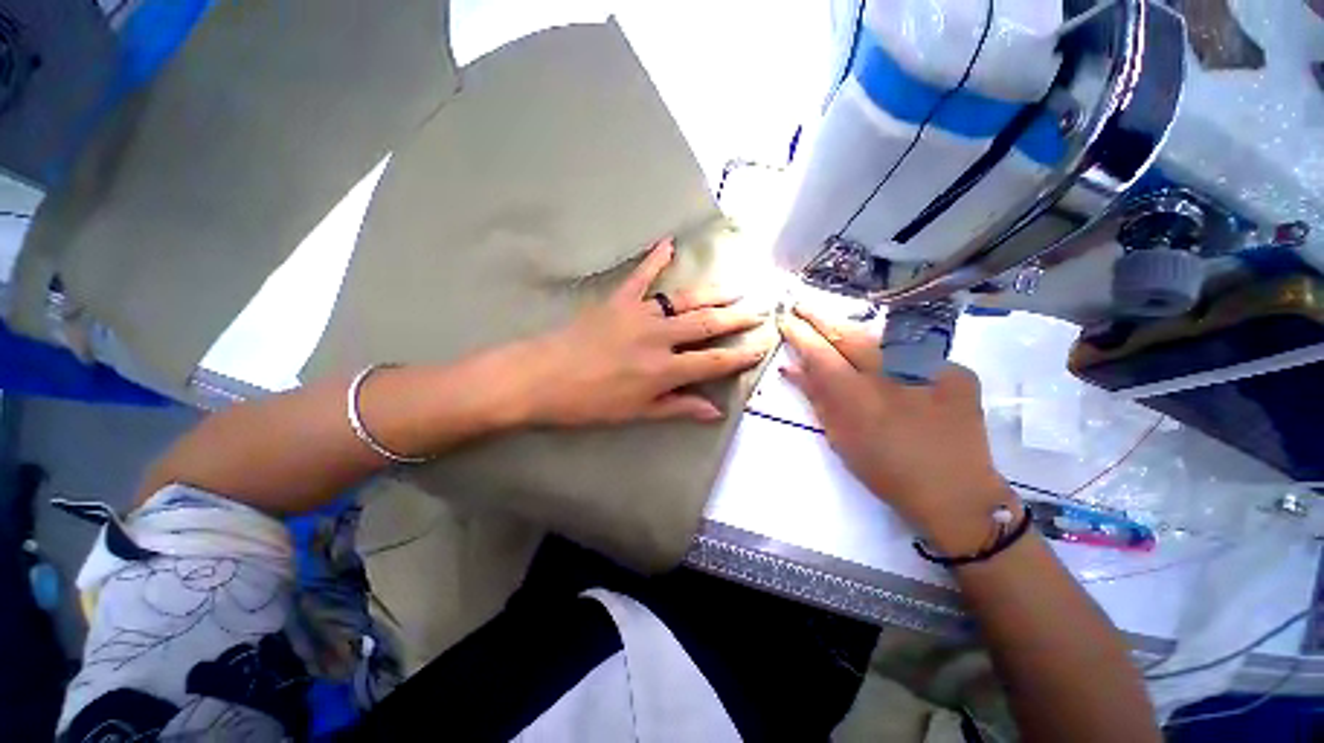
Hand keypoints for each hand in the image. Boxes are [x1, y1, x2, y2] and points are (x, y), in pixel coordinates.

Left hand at [525, 238, 773, 426]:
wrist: (541, 377)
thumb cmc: (589, 402)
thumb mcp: (636, 412)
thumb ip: (678, 407)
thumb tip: (715, 411)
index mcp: (663, 370)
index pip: (714, 361)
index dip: (741, 355)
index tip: (762, 345)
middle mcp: (658, 337)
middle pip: (706, 324)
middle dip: (736, 318)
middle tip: (760, 310)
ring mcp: (638, 314)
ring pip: (683, 300)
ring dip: (712, 293)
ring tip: (734, 288)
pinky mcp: (617, 300)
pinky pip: (640, 276)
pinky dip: (654, 259)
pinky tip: (668, 243)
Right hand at [777, 305, 1013, 550]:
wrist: (955, 492)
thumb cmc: (885, 470)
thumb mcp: (840, 437)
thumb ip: (816, 396)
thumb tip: (791, 368)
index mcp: (856, 396)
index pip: (819, 353)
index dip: (800, 334)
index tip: (786, 320)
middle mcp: (891, 374)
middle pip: (848, 334)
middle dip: (820, 317)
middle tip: (802, 305)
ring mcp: (929, 368)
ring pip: (881, 339)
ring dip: (856, 335)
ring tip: (840, 335)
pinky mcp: (957, 371)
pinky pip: (915, 355)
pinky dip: (897, 358)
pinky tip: (894, 369)